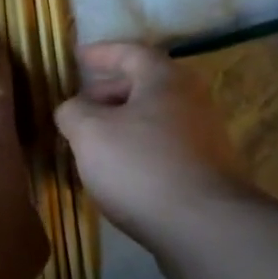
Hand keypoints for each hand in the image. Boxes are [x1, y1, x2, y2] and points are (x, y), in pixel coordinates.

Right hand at [56, 42, 254, 260]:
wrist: (202, 226)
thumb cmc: (141, 166)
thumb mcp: (89, 133)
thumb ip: (73, 112)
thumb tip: (71, 109)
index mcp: (165, 79)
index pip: (130, 52)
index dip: (101, 53)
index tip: (77, 57)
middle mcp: (191, 100)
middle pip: (145, 86)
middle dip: (108, 92)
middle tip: (79, 106)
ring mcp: (204, 137)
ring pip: (153, 119)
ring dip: (122, 125)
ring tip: (91, 142)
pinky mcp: (206, 171)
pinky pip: (163, 148)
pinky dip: (137, 150)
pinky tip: (117, 172)